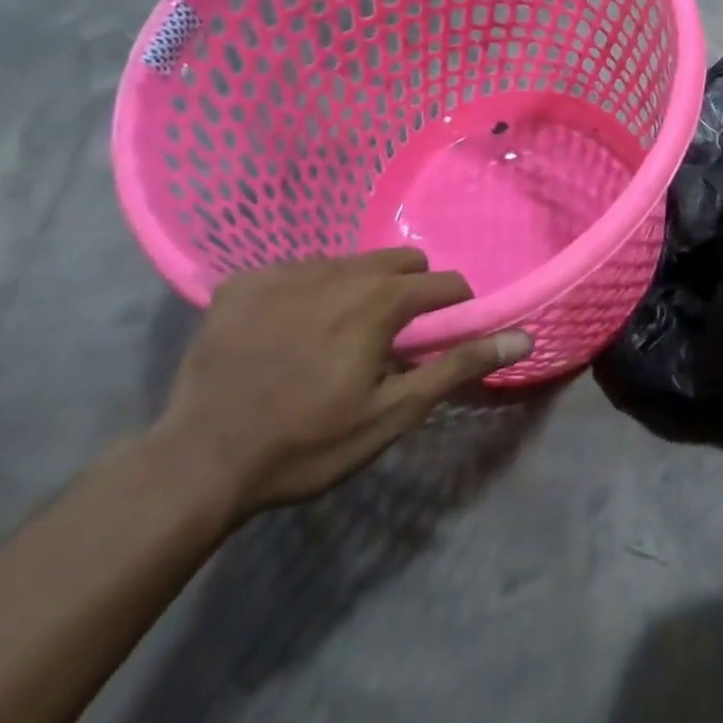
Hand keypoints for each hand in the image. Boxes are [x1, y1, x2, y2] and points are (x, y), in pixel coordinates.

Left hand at [154, 250, 532, 517]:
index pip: (443, 283)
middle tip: (388, 341)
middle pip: (399, 261)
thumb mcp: (393, 412)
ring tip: (334, 339)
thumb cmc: (308, 442)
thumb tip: (523, 336)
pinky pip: (295, 271)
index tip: (440, 338)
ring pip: (349, 263)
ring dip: (358, 291)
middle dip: (408, 293)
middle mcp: (338, 271)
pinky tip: (284, 334)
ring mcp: (285, 272)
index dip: (453, 309)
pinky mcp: (243, 283)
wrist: (198, 462)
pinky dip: (305, 294)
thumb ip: (458, 365)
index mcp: (380, 300)